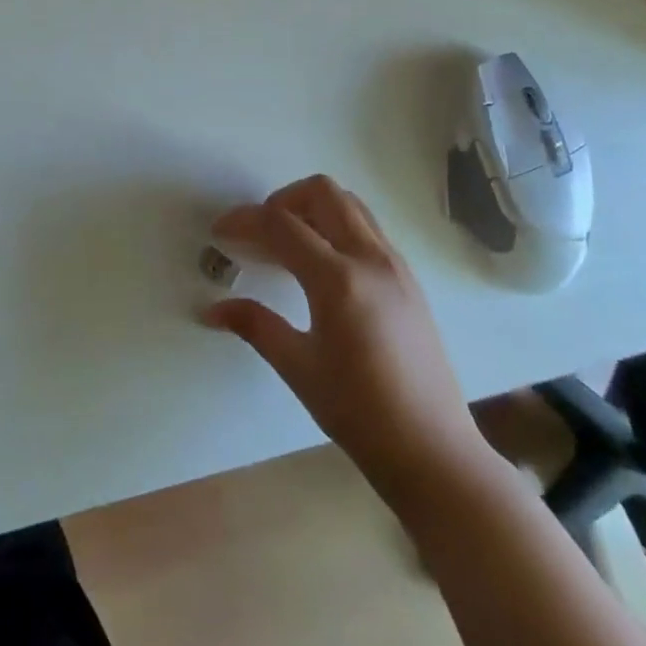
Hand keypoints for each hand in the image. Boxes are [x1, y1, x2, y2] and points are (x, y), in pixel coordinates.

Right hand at [204, 175, 487, 503]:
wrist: (434, 453)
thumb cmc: (360, 414)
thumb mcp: (298, 368)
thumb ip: (254, 325)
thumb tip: (211, 309)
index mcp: (339, 280)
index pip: (281, 224)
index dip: (244, 220)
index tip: (220, 233)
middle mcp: (371, 259)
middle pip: (321, 192)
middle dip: (282, 200)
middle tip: (259, 233)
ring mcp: (395, 265)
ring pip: (349, 204)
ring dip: (312, 209)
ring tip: (288, 245)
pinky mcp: (409, 279)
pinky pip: (367, 228)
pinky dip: (336, 227)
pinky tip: (320, 267)